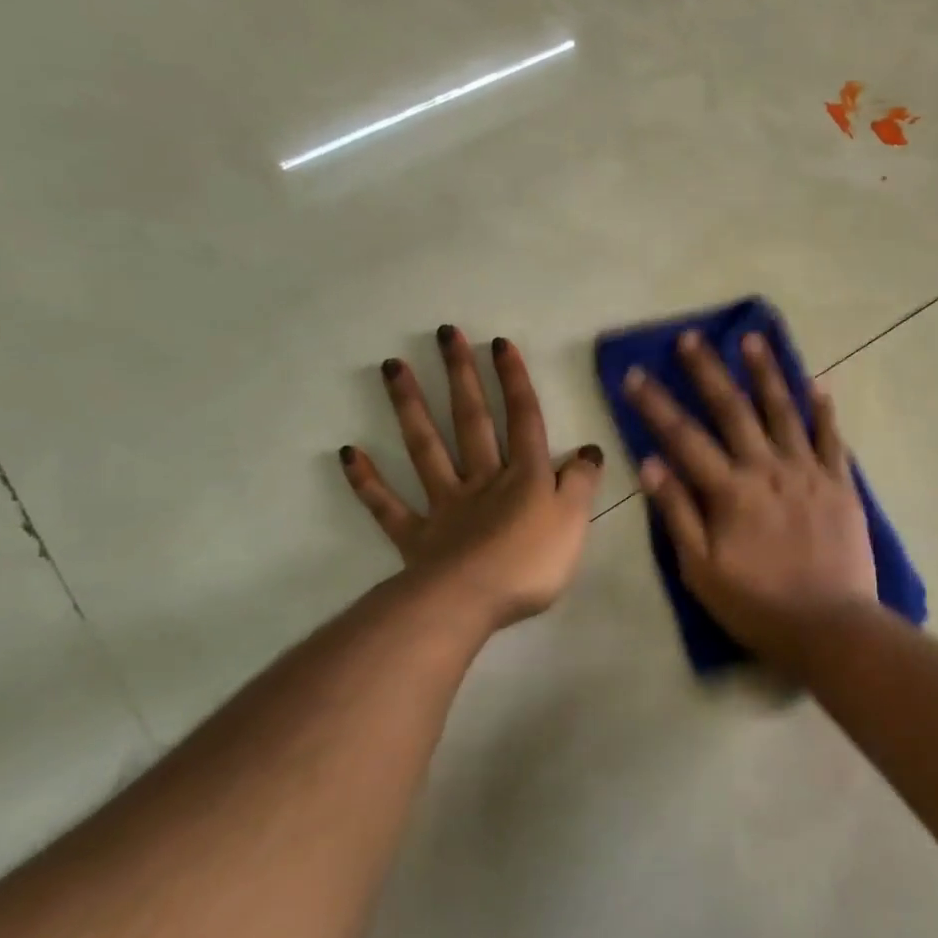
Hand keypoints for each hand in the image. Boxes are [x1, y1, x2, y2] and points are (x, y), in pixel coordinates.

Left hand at [340, 326, 603, 630]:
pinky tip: (348, 452)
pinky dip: (368, 480)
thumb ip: (582, 483)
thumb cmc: (531, 562)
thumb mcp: (574, 521)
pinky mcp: (416, 536)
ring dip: (409, 406)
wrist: (470, 602)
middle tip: (446, 334)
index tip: (498, 343)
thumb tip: (589, 450)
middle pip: (472, 420)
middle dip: (461, 376)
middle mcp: (482, 479)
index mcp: (525, 476)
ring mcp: (444, 504)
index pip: (523, 419)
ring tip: (391, 366)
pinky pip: (388, 505)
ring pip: (426, 448)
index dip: (514, 381)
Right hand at [622, 330, 876, 662]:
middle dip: (708, 371)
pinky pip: (832, 439)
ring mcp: (808, 473)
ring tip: (753, 338)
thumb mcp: (701, 570)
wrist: (831, 627)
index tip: (636, 374)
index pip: (684, 438)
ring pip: (784, 412)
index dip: (656, 405)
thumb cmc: (757, 605)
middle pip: (733, 410)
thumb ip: (677, 514)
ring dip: (767, 373)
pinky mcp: (841, 484)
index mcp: (730, 491)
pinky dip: (823, 410)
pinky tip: (817, 383)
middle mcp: (768, 469)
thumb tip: (650, 464)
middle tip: (692, 337)